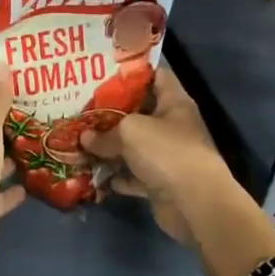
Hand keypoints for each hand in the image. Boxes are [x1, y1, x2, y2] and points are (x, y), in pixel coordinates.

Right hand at [82, 67, 238, 244]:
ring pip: (133, 146)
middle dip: (111, 111)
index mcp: (174, 103)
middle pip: (139, 112)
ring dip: (109, 147)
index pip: (156, 75)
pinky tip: (93, 173)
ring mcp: (167, 156)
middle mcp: (172, 126)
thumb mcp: (130, 131)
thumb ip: (105, 133)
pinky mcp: (160, 183)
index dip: (132, 71)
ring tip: (80, 140)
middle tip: (82, 105)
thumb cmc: (166, 152)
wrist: (194, 204)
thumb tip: (85, 138)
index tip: (103, 71)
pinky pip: (132, 175)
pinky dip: (116, 176)